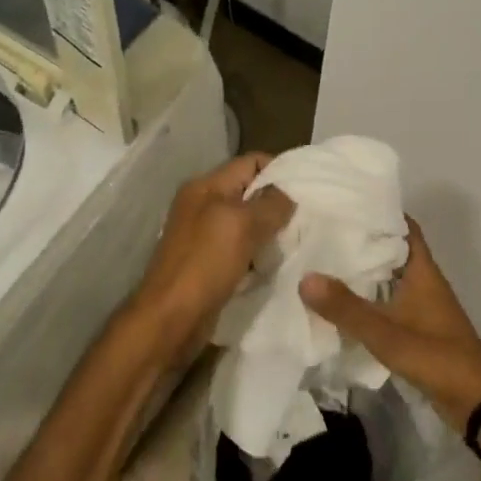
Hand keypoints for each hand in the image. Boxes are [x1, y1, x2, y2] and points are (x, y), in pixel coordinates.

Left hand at [126, 154, 293, 361]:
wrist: (171, 318)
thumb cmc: (205, 263)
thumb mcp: (241, 224)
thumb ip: (270, 204)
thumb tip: (289, 194)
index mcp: (205, 186)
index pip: (250, 162)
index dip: (280, 169)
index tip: (309, 187)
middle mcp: (202, 205)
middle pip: (249, 193)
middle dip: (277, 203)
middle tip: (309, 217)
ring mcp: (203, 236)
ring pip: (247, 223)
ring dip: (270, 231)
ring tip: (299, 240)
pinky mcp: (208, 264)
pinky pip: (241, 250)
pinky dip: (258, 255)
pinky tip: (277, 264)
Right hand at [300, 220, 480, 431]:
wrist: (476, 402)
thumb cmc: (436, 356)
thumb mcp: (386, 333)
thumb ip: (346, 308)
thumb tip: (305, 277)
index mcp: (422, 271)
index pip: (403, 227)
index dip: (379, 211)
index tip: (345, 203)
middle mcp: (422, 282)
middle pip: (391, 251)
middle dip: (362, 240)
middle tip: (322, 231)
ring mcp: (421, 306)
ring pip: (388, 278)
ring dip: (362, 271)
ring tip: (322, 262)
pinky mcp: (416, 329)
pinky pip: (387, 303)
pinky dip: (367, 299)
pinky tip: (340, 304)